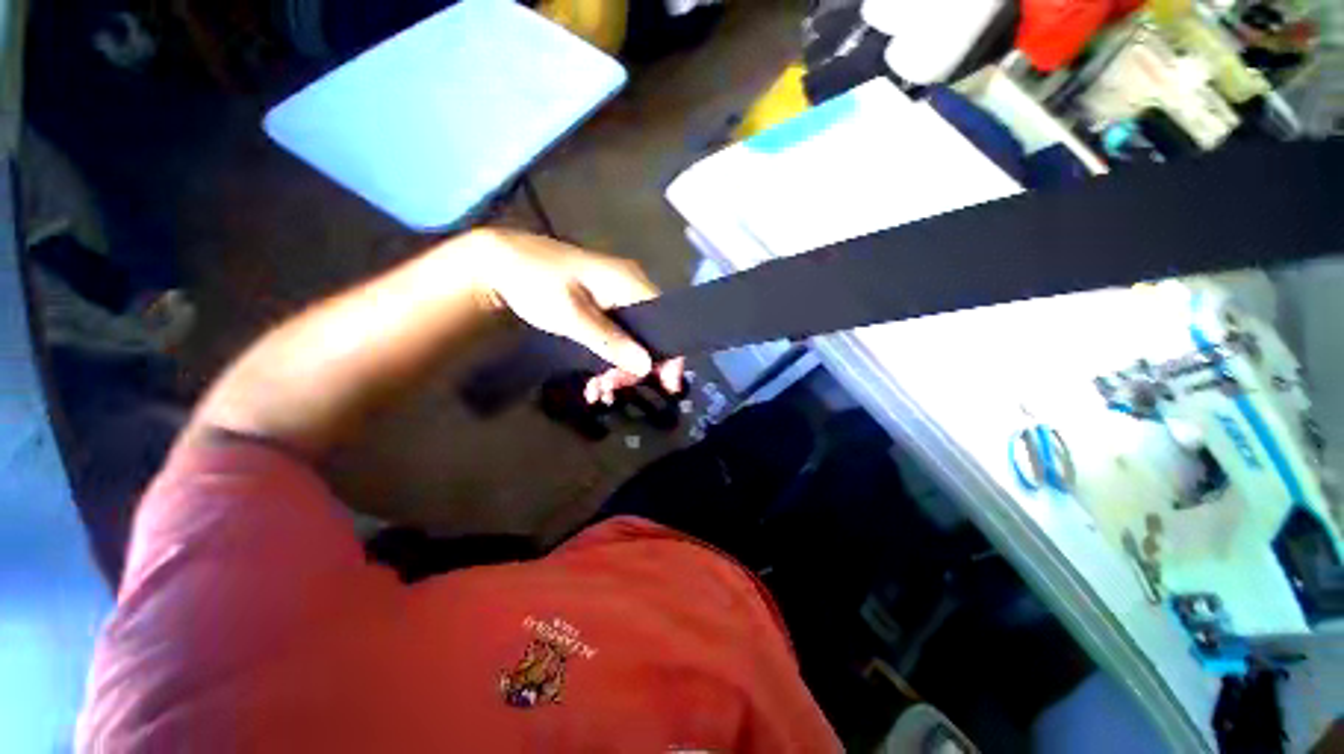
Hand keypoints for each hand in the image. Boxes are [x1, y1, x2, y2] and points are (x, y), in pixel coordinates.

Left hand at [467, 229, 683, 403]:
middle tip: (612, 389)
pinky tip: (593, 382)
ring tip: (598, 390)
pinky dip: (606, 361)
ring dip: (617, 369)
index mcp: (629, 282)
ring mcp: (614, 299)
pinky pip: (615, 339)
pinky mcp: (600, 309)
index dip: (669, 354)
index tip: (667, 386)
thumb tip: (646, 366)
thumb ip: (610, 341)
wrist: (499, 264)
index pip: (665, 321)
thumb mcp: (572, 316)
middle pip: (647, 335)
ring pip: (630, 341)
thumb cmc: (536, 283)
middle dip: (633, 367)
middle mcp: (629, 289)